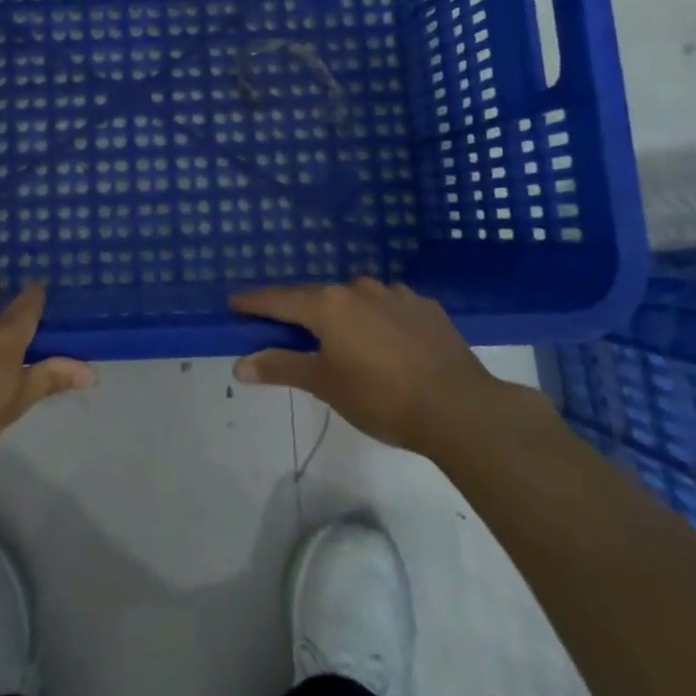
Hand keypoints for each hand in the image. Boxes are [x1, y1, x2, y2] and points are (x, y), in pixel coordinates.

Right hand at [231, 278, 513, 456]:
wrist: (460, 407)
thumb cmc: (381, 397)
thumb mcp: (325, 385)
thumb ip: (281, 368)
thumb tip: (239, 364)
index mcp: (328, 304)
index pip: (279, 299)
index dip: (255, 303)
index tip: (235, 305)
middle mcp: (358, 288)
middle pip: (318, 297)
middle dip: (301, 312)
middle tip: (290, 332)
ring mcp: (395, 294)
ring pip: (356, 299)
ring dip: (344, 314)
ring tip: (345, 341)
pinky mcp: (426, 307)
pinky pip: (390, 307)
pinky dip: (378, 319)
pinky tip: (388, 342)